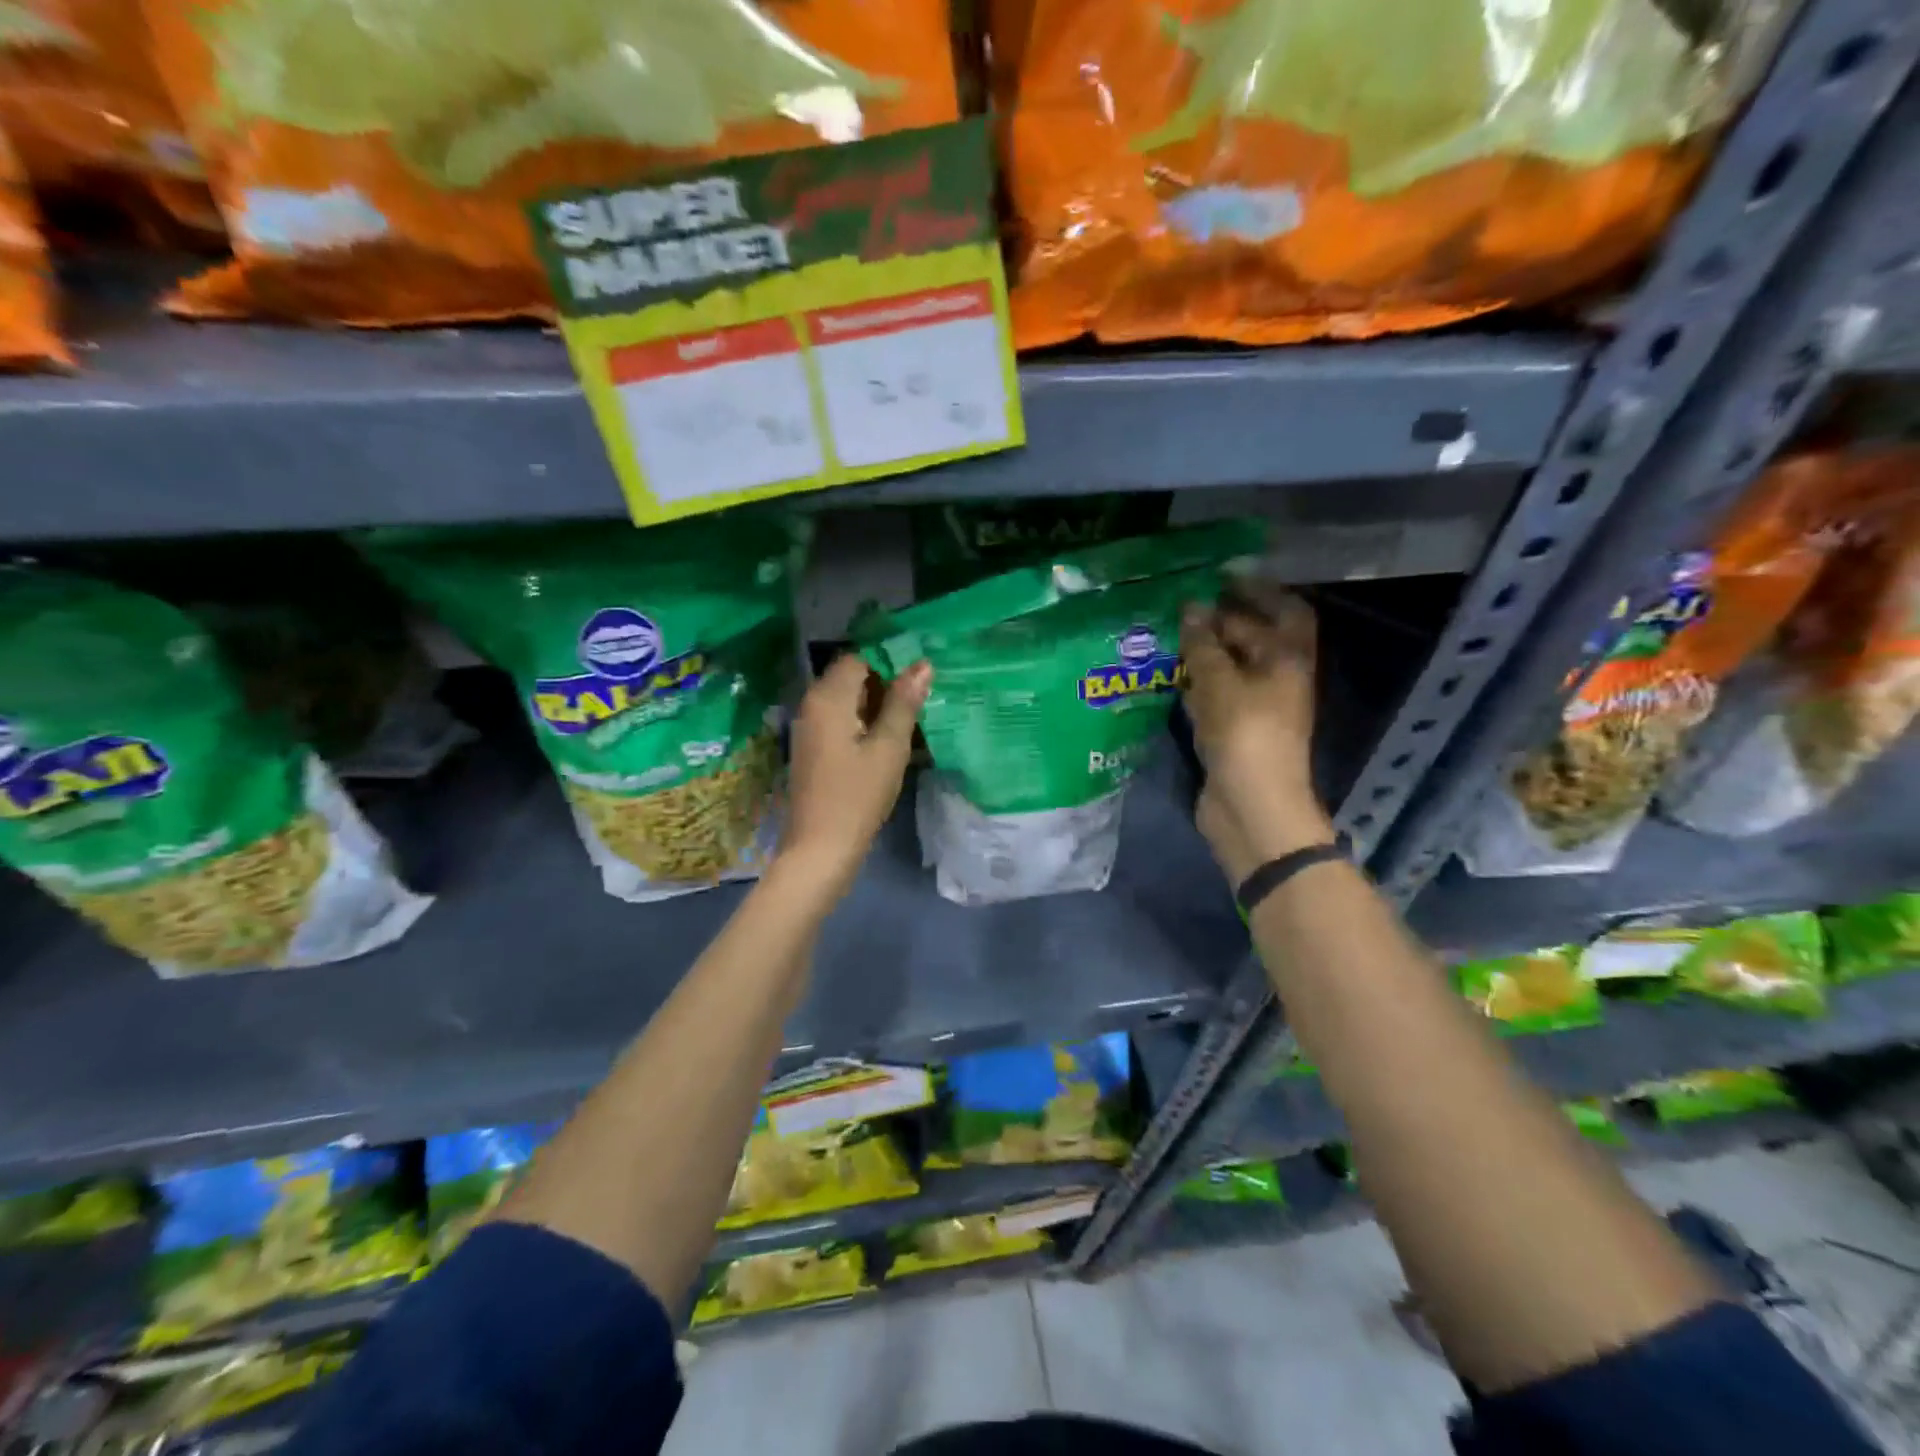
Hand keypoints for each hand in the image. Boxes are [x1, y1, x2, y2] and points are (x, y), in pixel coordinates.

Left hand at [777, 653, 931, 894]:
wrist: (819, 849)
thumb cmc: (857, 796)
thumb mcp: (889, 747)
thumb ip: (904, 703)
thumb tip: (922, 665)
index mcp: (828, 697)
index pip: (859, 658)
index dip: (889, 662)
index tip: (919, 678)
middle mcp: (812, 704)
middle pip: (850, 677)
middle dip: (885, 684)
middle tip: (920, 701)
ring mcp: (808, 728)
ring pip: (846, 700)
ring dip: (876, 705)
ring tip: (910, 721)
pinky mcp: (812, 749)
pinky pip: (839, 721)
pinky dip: (862, 723)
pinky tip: (887, 742)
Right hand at [1181, 585, 1330, 884]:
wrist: (1251, 807)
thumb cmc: (1244, 736)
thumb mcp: (1220, 683)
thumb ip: (1204, 643)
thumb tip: (1192, 606)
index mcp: (1288, 659)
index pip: (1280, 610)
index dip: (1254, 589)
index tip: (1218, 574)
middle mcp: (1278, 677)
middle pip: (1254, 637)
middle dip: (1221, 619)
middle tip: (1180, 603)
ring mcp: (1257, 705)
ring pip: (1231, 666)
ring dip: (1205, 650)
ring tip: (1168, 631)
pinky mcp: (1234, 729)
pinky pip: (1216, 693)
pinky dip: (1196, 680)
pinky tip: (1169, 673)